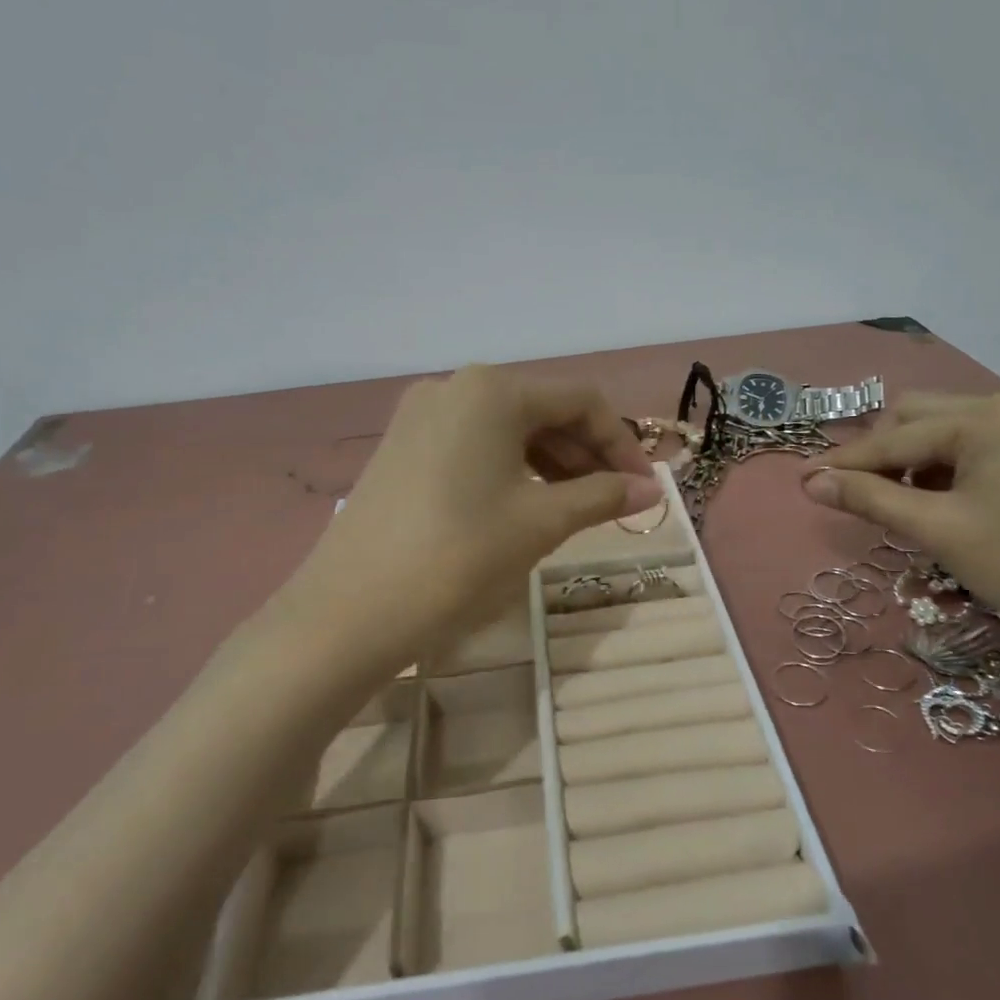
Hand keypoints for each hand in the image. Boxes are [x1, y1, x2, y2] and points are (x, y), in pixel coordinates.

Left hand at [281, 365, 661, 663]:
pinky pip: (473, 443)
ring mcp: (420, 415)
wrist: (348, 612)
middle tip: (614, 502)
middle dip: (587, 452)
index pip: (580, 400)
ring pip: (507, 427)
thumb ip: (602, 497)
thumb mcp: (540, 523)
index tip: (644, 489)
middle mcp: (454, 387)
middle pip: (542, 408)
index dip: (621, 443)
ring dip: (551, 461)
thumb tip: (651, 490)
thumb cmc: (458, 557)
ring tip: (575, 507)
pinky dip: (510, 467)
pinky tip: (524, 503)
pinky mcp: (401, 446)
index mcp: (493, 390)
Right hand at [799, 392, 999, 671]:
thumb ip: (870, 498)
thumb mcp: (940, 531)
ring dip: (915, 459)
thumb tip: (811, 481)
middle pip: (921, 417)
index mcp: (987, 418)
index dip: (846, 462)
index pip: (896, 437)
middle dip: (882, 453)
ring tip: (900, 503)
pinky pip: (980, 445)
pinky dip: (950, 467)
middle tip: (855, 495)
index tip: (803, 481)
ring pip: (950, 430)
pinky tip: (943, 500)